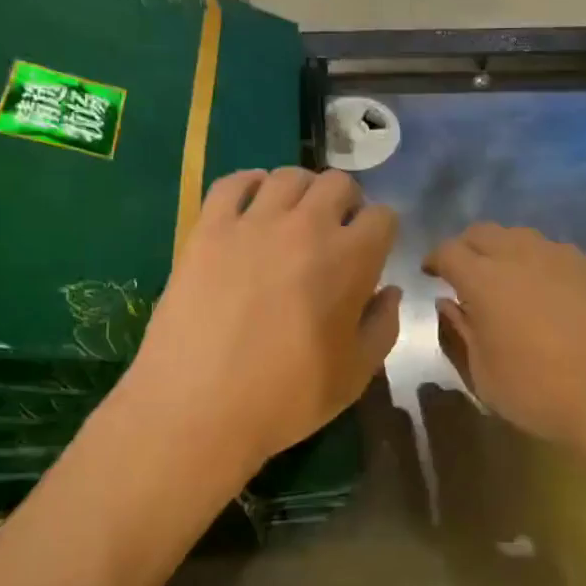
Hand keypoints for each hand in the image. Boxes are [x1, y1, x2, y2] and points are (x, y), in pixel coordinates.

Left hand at [116, 168, 401, 477]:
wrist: (197, 410)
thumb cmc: (286, 398)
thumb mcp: (356, 374)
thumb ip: (383, 325)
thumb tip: (388, 291)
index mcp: (350, 260)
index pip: (383, 216)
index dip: (382, 232)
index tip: (372, 252)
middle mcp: (307, 227)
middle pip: (339, 183)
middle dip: (347, 203)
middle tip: (335, 233)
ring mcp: (253, 223)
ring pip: (289, 176)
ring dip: (303, 192)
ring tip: (294, 218)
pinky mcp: (208, 229)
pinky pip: (233, 183)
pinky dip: (250, 185)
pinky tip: (252, 207)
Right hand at [425, 224, 585, 452]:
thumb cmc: (538, 391)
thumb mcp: (483, 373)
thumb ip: (460, 330)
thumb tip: (448, 302)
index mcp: (485, 280)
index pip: (449, 251)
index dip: (435, 259)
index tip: (431, 273)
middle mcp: (521, 256)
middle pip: (484, 232)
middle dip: (466, 247)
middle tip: (463, 272)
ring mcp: (561, 257)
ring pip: (521, 236)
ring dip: (503, 249)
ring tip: (504, 277)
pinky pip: (555, 252)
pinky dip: (538, 261)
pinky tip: (545, 289)